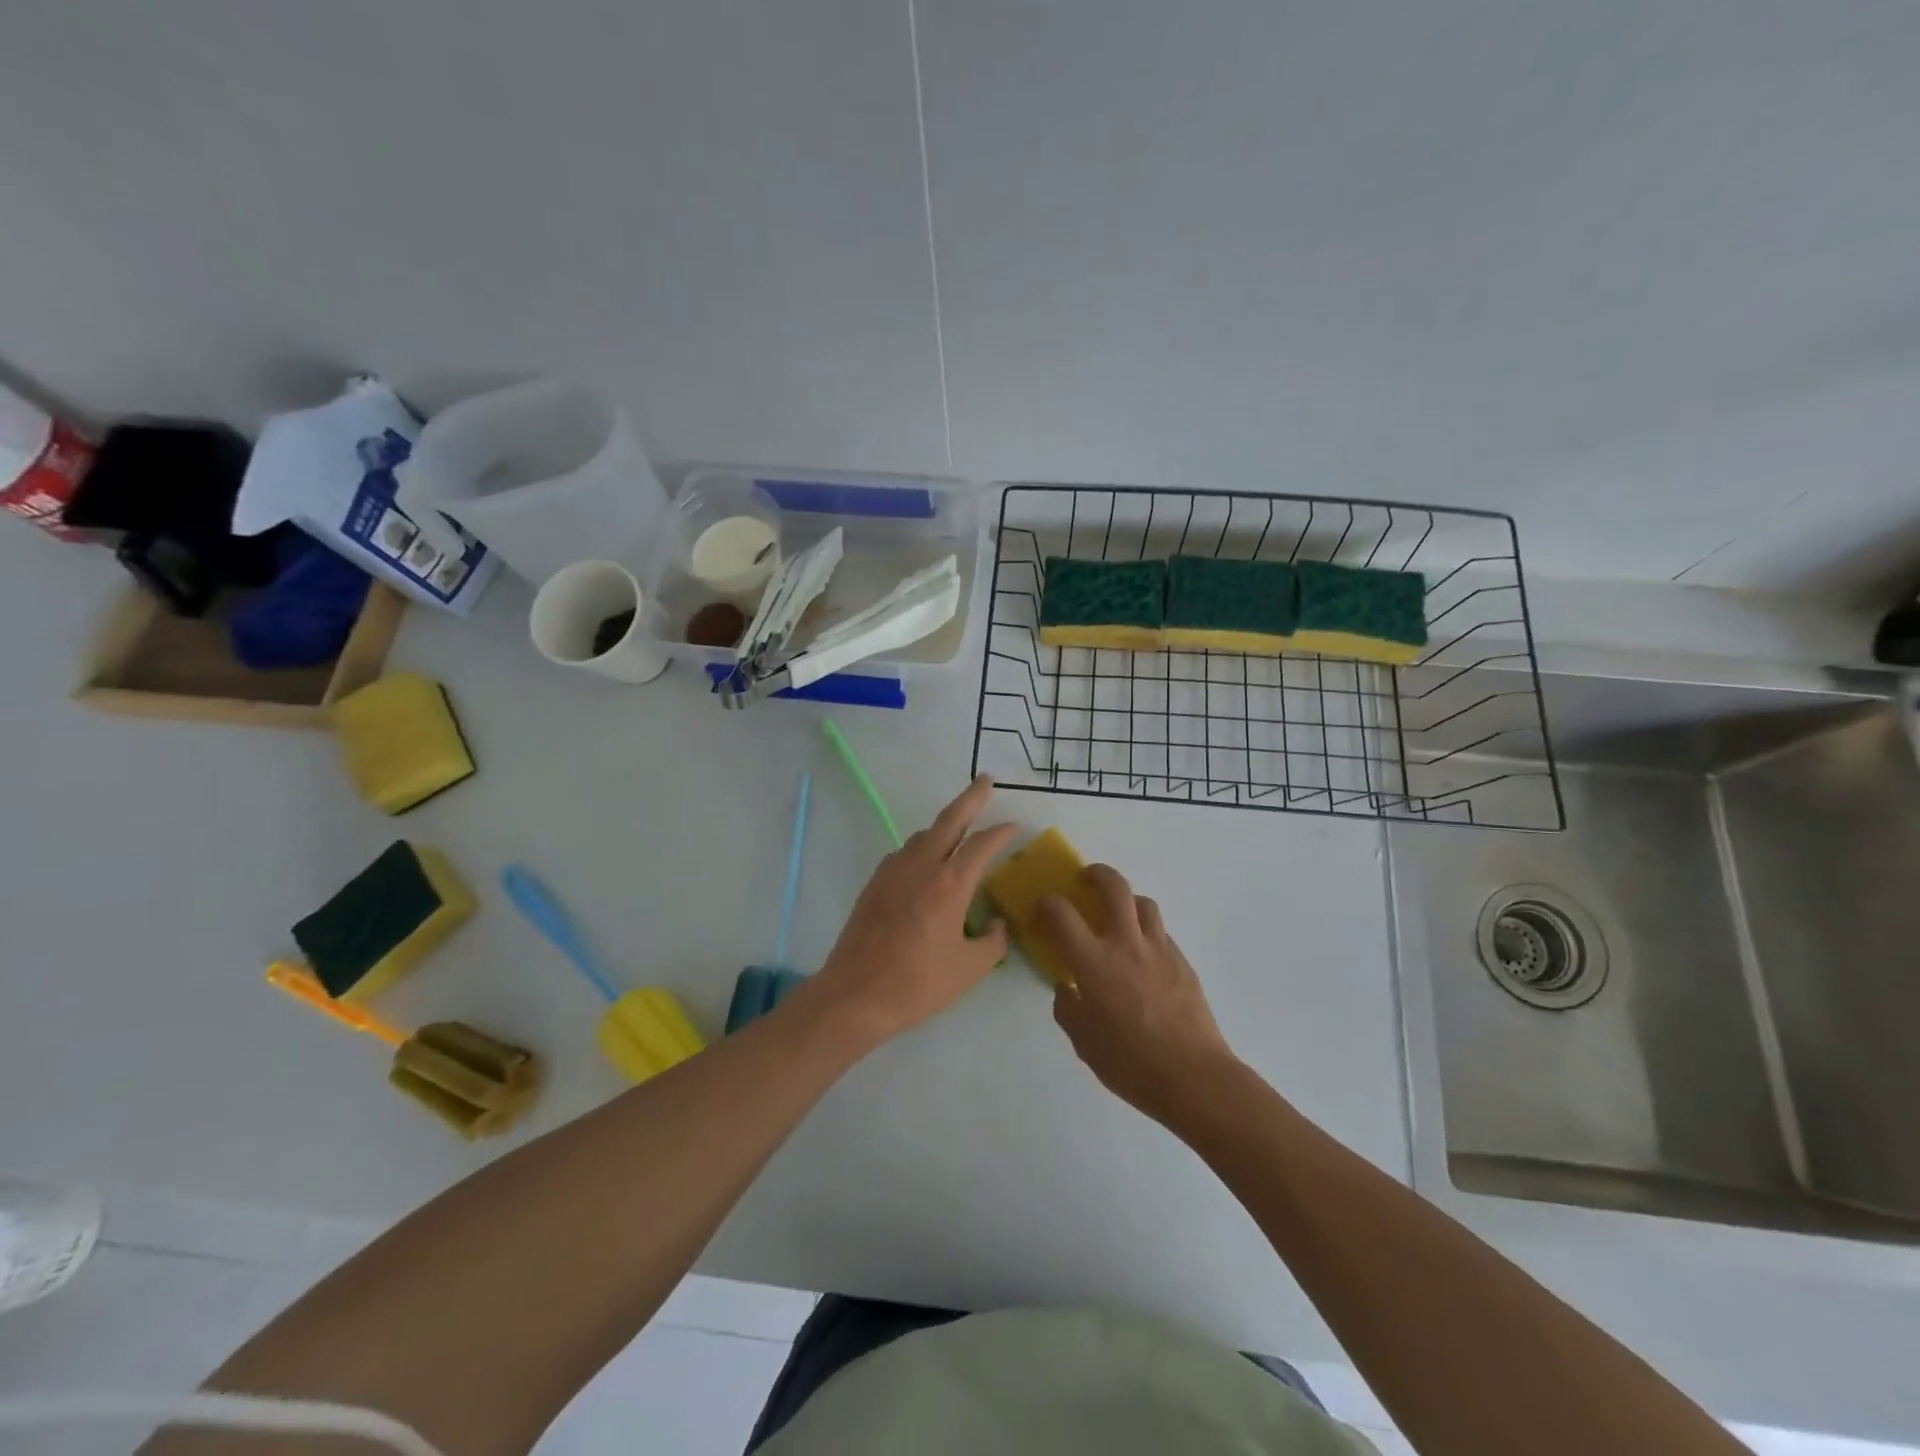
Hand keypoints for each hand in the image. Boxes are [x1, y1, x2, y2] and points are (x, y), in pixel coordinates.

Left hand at [809, 775, 1015, 1043]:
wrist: (856, 993)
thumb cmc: (918, 983)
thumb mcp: (970, 969)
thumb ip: (993, 942)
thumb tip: (996, 924)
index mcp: (951, 884)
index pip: (982, 844)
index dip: (1001, 832)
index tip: (1015, 827)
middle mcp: (923, 866)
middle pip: (950, 819)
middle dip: (971, 797)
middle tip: (985, 781)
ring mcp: (894, 870)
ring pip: (925, 834)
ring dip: (945, 824)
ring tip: (960, 826)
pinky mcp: (876, 881)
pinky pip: (905, 852)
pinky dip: (923, 846)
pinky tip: (927, 861)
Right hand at [1040, 866, 1237, 1122]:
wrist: (1194, 1077)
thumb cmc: (1131, 1063)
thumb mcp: (1084, 1042)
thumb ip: (1068, 1009)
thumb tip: (1067, 989)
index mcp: (1094, 962)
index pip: (1062, 914)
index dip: (1047, 904)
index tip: (1042, 908)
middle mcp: (1126, 944)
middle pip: (1113, 887)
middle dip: (1096, 874)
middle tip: (1086, 879)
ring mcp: (1160, 949)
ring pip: (1143, 903)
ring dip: (1126, 900)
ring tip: (1118, 914)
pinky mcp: (1183, 962)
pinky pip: (1161, 932)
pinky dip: (1146, 931)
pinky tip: (1142, 955)